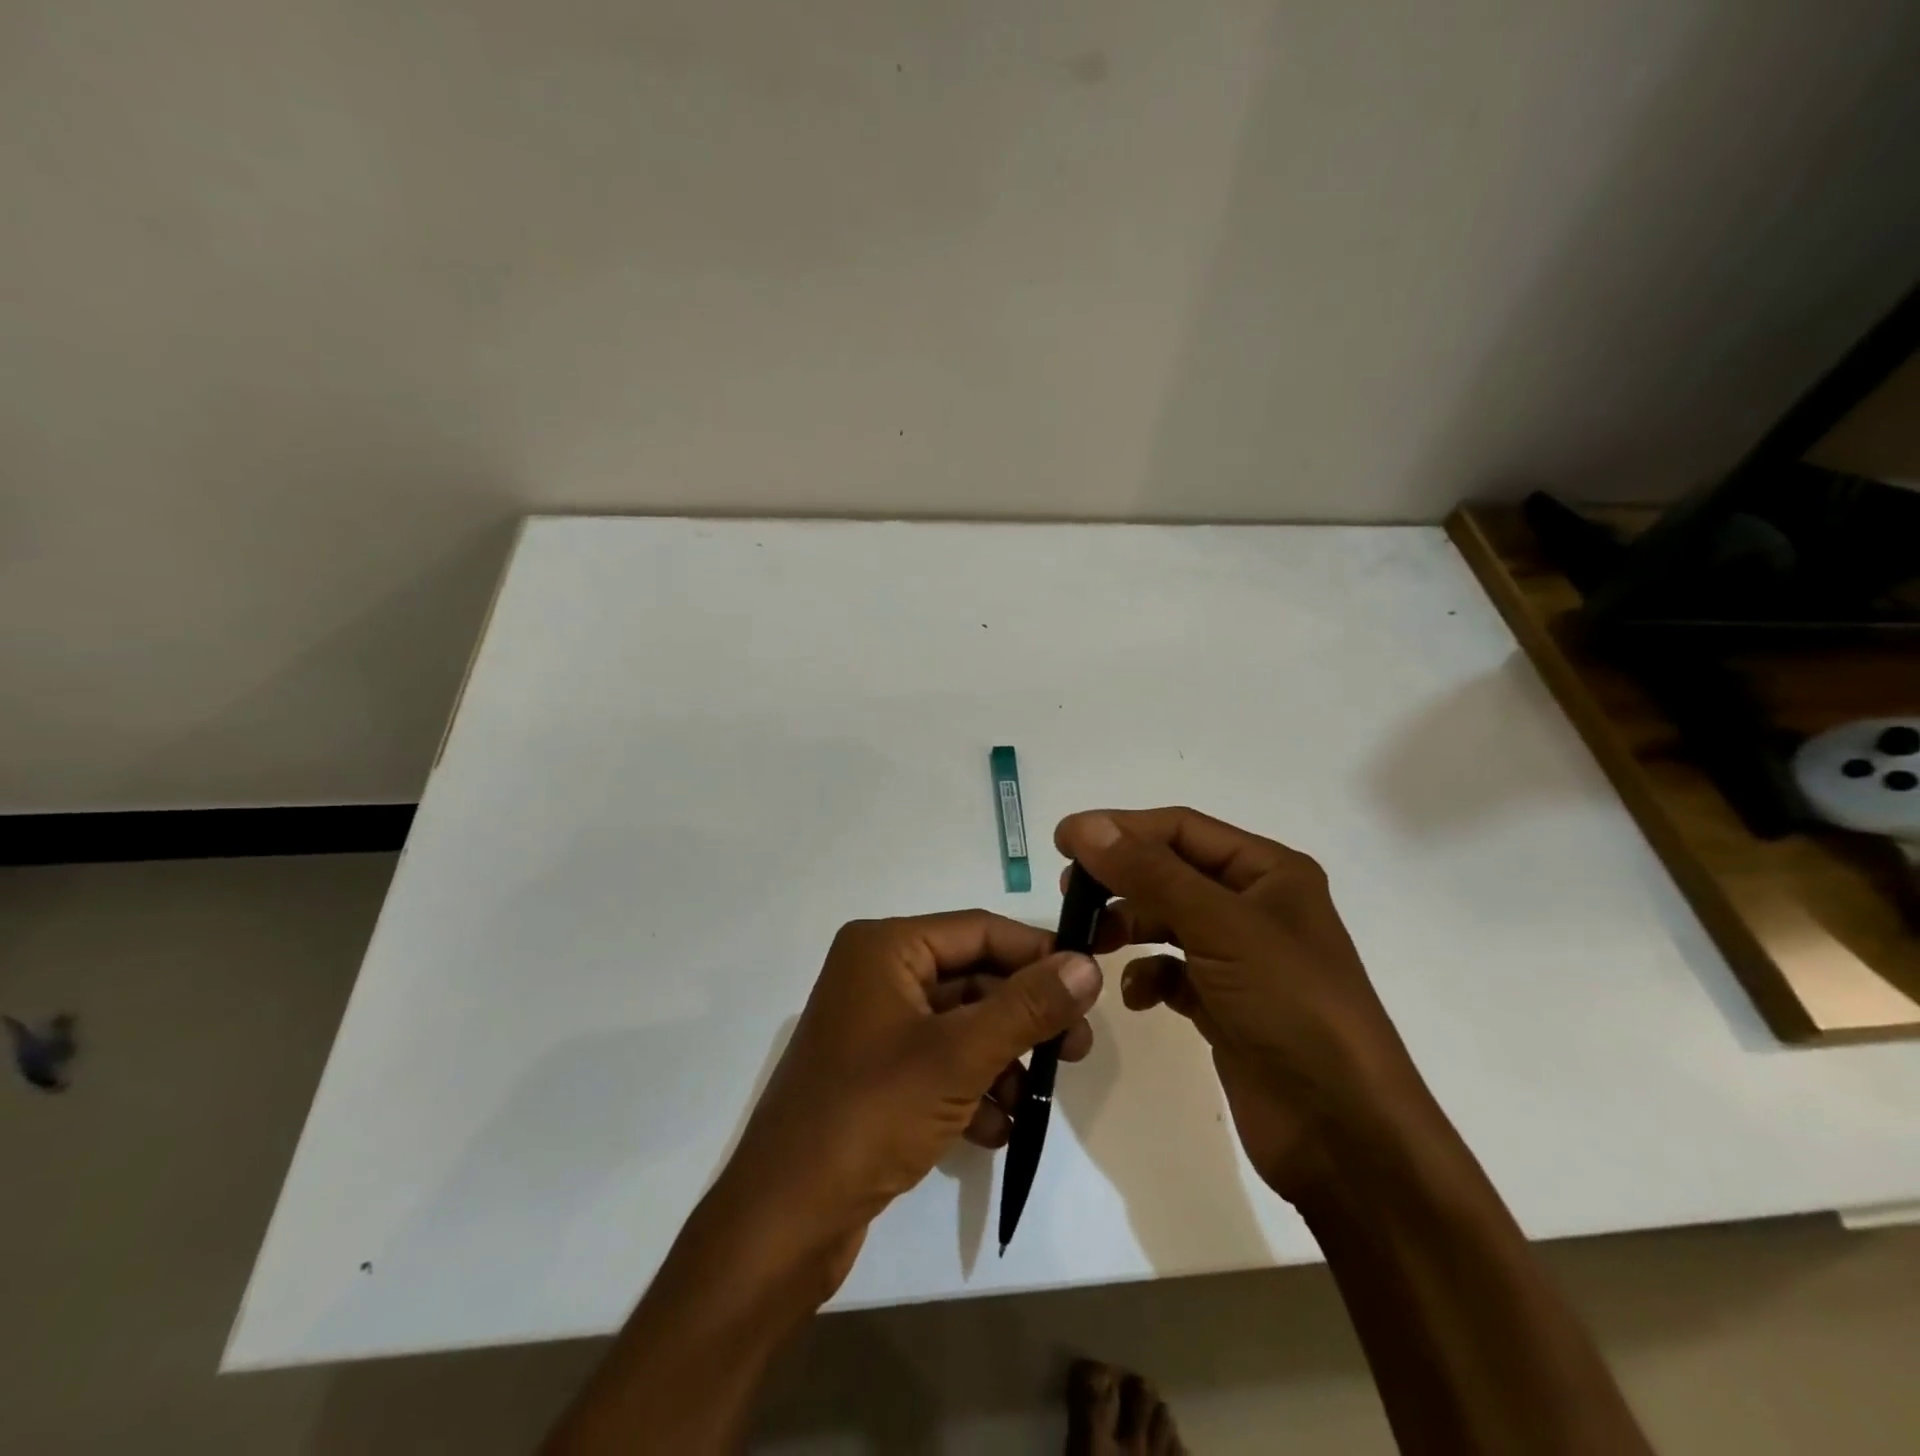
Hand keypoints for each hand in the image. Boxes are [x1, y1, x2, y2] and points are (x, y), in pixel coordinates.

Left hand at [711, 911, 1102, 1293]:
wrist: (784, 1221)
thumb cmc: (870, 1114)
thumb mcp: (959, 1056)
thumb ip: (1027, 1008)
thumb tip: (1087, 966)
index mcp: (885, 948)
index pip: (979, 930)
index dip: (1037, 954)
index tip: (1091, 984)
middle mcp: (877, 976)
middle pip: (972, 979)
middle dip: (1023, 1018)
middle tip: (1076, 1050)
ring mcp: (875, 1028)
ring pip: (960, 1027)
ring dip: (1001, 1060)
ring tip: (1033, 1101)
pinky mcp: (876, 1075)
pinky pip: (939, 1064)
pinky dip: (971, 1090)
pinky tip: (994, 1130)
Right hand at [1056, 808, 1427, 1202]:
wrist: (1343, 1131)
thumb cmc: (1290, 1005)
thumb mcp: (1220, 926)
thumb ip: (1148, 873)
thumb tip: (1084, 826)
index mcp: (1268, 871)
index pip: (1181, 829)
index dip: (1121, 828)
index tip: (1063, 840)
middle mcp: (1255, 906)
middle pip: (1171, 872)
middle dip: (1121, 879)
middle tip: (1071, 892)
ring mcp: (1240, 958)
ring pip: (1167, 922)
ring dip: (1129, 927)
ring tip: (1095, 943)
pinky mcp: (1225, 1004)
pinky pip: (1173, 972)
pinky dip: (1149, 978)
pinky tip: (1138, 998)